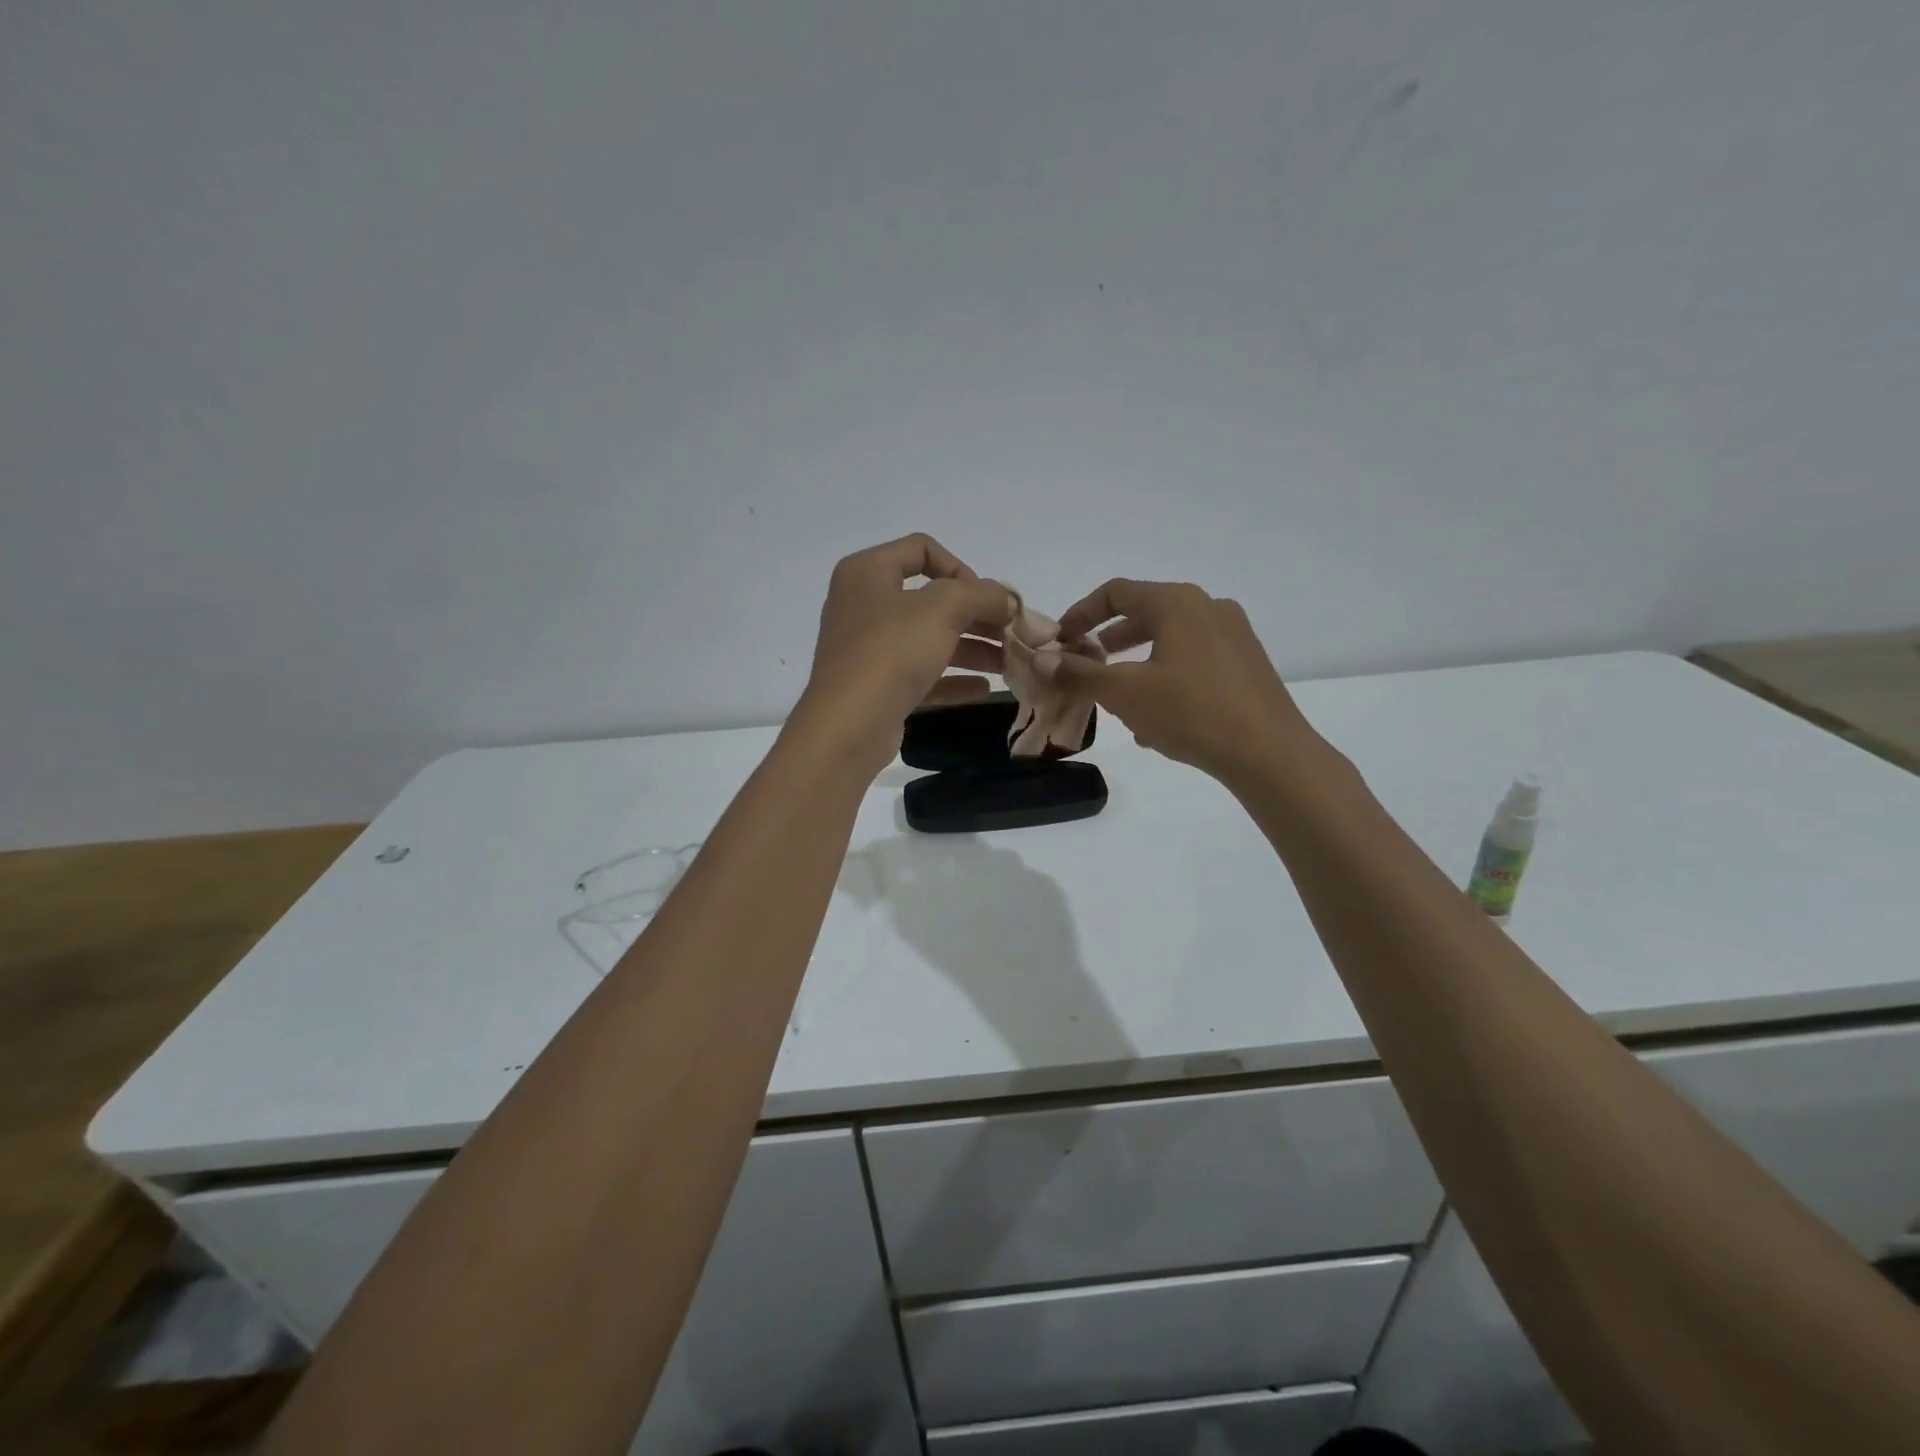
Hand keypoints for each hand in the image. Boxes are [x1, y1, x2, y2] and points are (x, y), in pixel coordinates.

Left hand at [793, 534, 1013, 773]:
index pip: (921, 549)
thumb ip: (981, 595)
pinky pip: (920, 675)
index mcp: (867, 572)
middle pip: (930, 599)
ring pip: (928, 639)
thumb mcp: (944, 608)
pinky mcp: (876, 687)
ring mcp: (868, 649)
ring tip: (1008, 663)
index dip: (961, 568)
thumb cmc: (891, 652)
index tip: (986, 598)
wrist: (848, 725)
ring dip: (971, 648)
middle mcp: (863, 605)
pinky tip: (983, 689)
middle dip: (975, 615)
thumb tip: (1006, 599)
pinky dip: (952, 679)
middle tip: (1012, 632)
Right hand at [1049, 579, 1324, 786]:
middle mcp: (1209, 608)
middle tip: (1085, 665)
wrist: (1269, 753)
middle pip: (1145, 613)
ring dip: (1136, 663)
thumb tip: (1042, 660)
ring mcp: (1234, 636)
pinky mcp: (1247, 665)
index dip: (1081, 613)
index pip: (1117, 592)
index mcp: (1178, 603)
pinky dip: (1166, 677)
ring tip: (1117, 697)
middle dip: (1109, 641)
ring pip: (1170, 640)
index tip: (1061, 641)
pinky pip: (1194, 661)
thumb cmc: (1190, 711)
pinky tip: (1156, 719)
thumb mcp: (1124, 693)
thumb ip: (1079, 673)